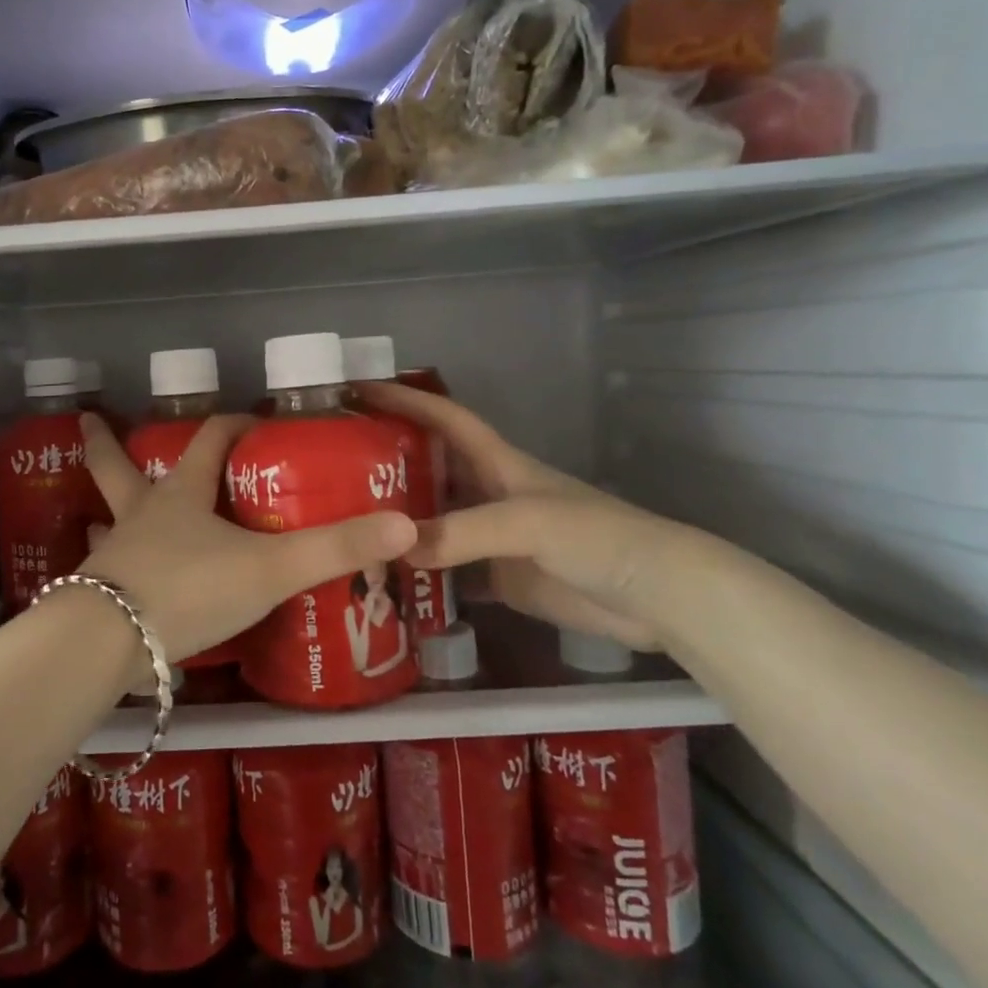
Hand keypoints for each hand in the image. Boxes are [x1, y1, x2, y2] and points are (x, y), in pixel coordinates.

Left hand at [74, 413, 417, 664]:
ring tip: (98, 509)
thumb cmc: (191, 588)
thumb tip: (405, 525)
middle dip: (106, 444)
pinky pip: (106, 569)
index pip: (208, 441)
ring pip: (106, 518)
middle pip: (116, 467)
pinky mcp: (100, 594)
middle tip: (89, 421)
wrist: (111, 643)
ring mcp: (114, 553)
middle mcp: (140, 514)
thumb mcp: (270, 568)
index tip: (251, 422)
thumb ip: (335, 549)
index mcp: (181, 495)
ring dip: (105, 508)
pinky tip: (113, 577)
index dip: (232, 426)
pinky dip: (109, 565)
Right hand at [354, 382, 723, 651]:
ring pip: (433, 522)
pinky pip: (446, 571)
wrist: (656, 598)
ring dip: (397, 522)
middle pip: (430, 470)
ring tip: (345, 526)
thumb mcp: (529, 523)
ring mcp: (492, 539)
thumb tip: (395, 547)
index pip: (445, 420)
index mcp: (499, 464)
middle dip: (386, 464)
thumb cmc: (598, 538)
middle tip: (331, 469)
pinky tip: (383, 580)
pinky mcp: (499, 579)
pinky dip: (417, 574)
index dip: (406, 400)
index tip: (359, 390)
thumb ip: (464, 532)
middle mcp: (489, 494)